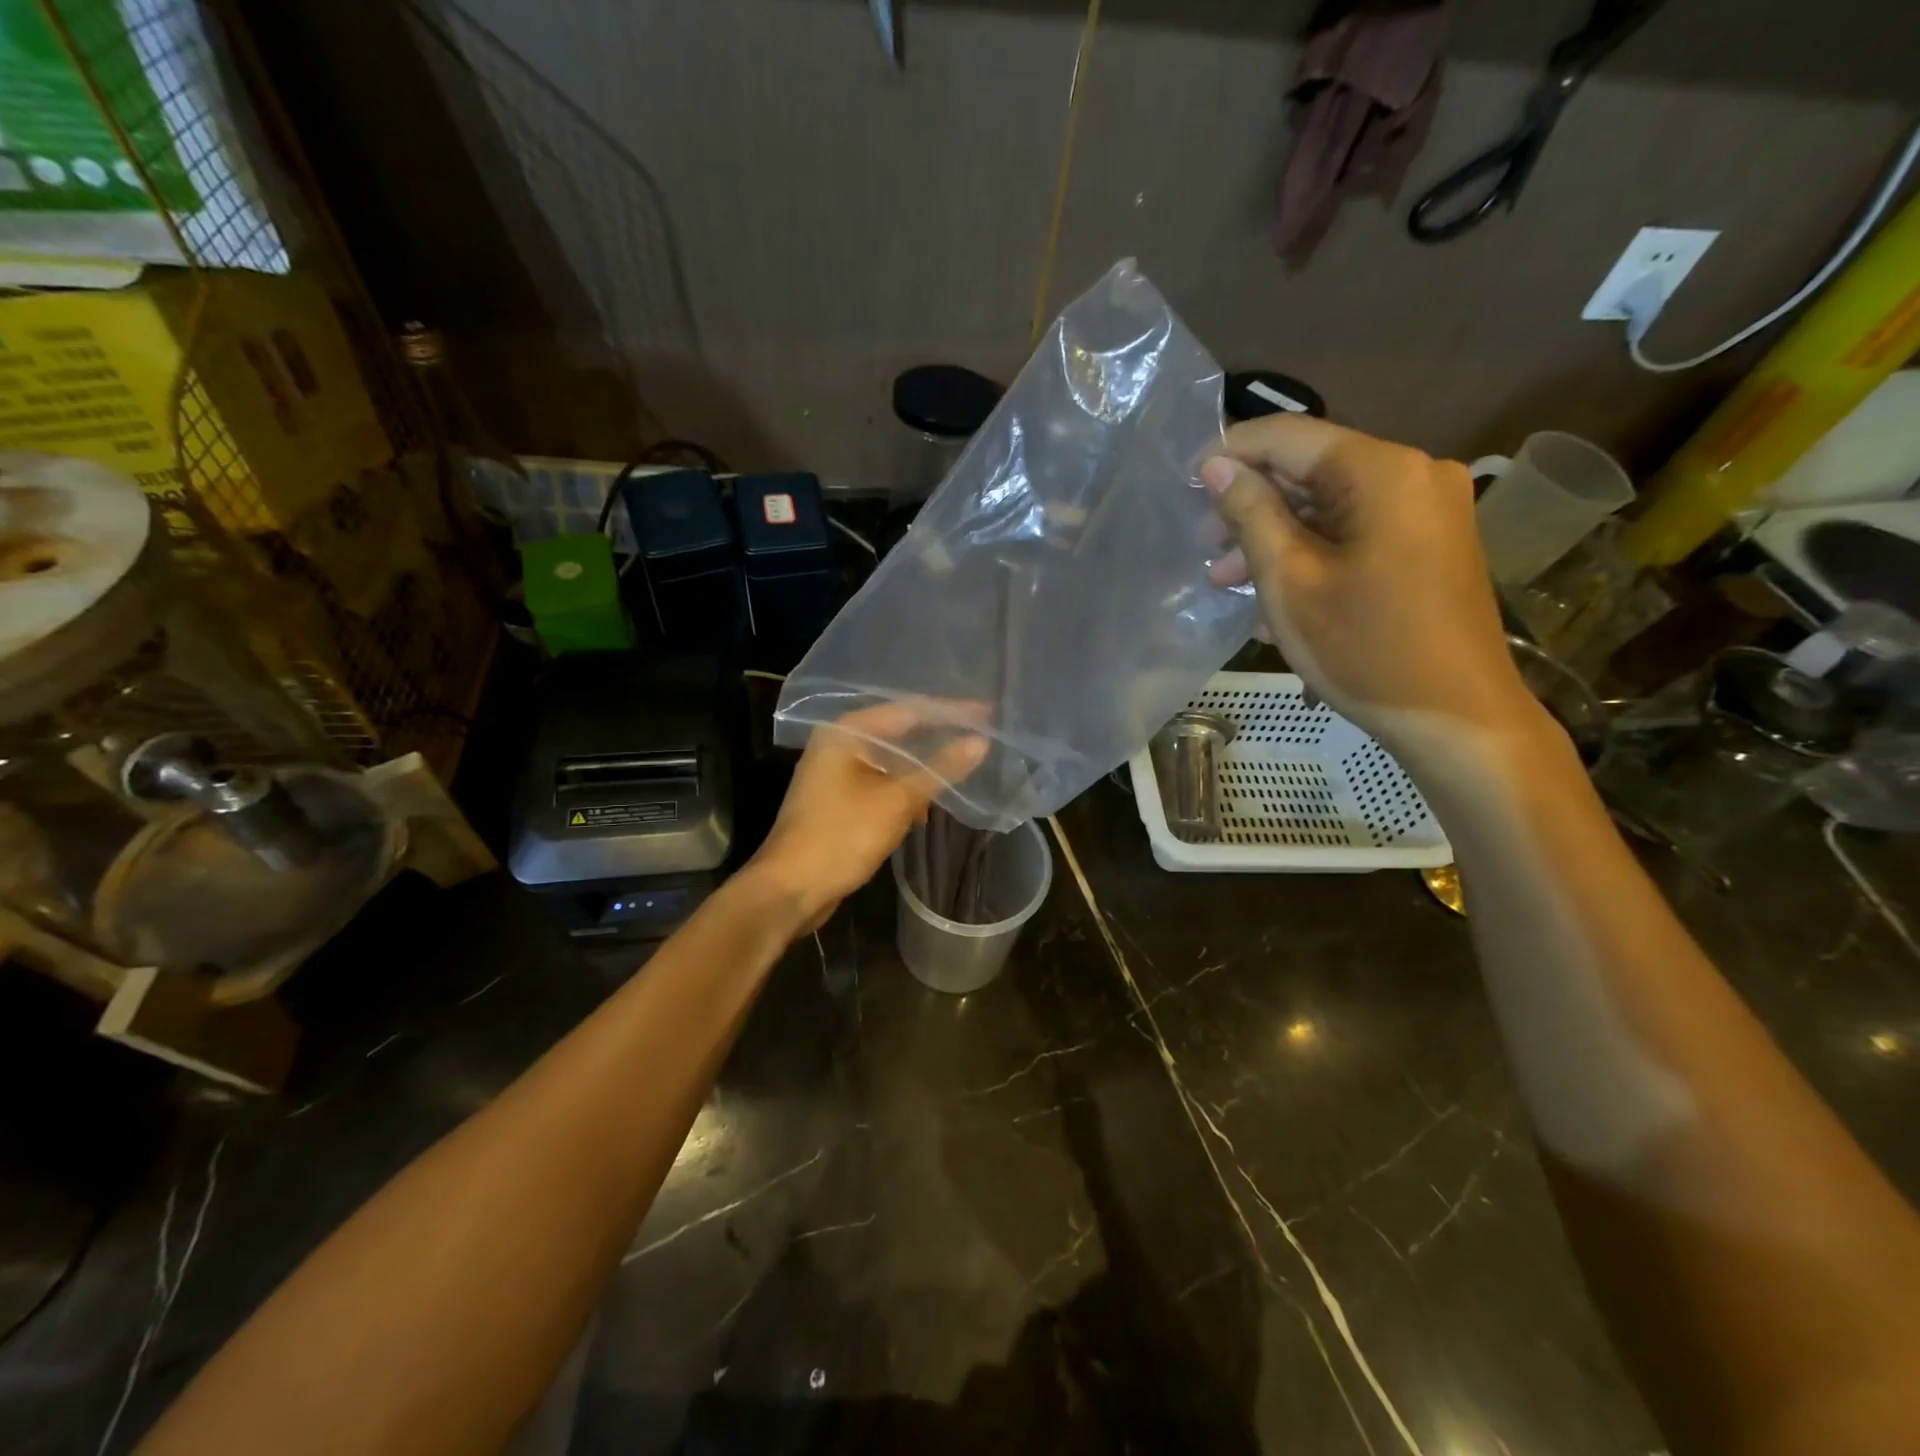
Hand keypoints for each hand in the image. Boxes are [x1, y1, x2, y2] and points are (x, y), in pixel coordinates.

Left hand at [750, 702, 989, 928]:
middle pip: (899, 731)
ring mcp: (836, 773)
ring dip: (923, 767)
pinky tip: (928, 804)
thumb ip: (940, 769)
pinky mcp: (839, 800)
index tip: (988, 713)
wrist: (789, 889)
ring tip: (963, 767)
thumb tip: (981, 743)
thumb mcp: (897, 801)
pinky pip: (881, 783)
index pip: (908, 710)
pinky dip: (905, 789)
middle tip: (982, 735)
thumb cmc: (842, 836)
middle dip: (938, 737)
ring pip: (891, 761)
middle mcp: (839, 744)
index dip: (951, 711)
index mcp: (847, 732)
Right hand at [1201, 416, 1534, 739]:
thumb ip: (1251, 514)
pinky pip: (1359, 530)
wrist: (1454, 717)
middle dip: (1253, 506)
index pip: (1290, 437)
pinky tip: (1276, 592)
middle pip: (1314, 470)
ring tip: (1229, 581)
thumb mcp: (1290, 581)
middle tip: (1207, 549)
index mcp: (1383, 471)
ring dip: (1278, 536)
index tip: (1186, 483)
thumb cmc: (1364, 649)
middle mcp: (1415, 473)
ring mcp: (1431, 508)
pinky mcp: (1433, 542)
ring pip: (1333, 505)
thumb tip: (1216, 466)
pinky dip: (1313, 552)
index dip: (1232, 453)